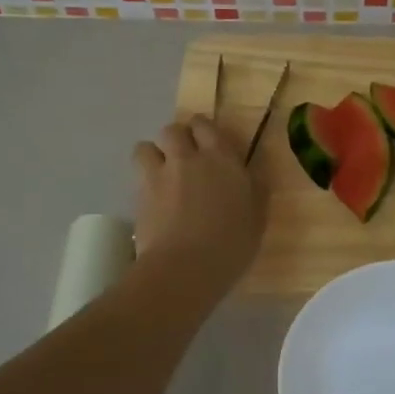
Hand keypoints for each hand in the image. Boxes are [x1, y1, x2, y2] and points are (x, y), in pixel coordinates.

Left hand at [132, 116, 265, 295]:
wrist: (185, 267)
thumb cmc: (231, 245)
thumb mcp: (256, 219)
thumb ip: (254, 191)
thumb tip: (253, 174)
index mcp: (222, 160)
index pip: (206, 126)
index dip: (203, 130)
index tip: (207, 142)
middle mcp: (188, 159)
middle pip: (173, 130)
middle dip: (177, 139)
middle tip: (184, 157)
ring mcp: (160, 175)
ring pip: (146, 147)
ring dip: (153, 155)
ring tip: (161, 173)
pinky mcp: (139, 195)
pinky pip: (137, 175)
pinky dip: (143, 180)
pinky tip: (152, 198)